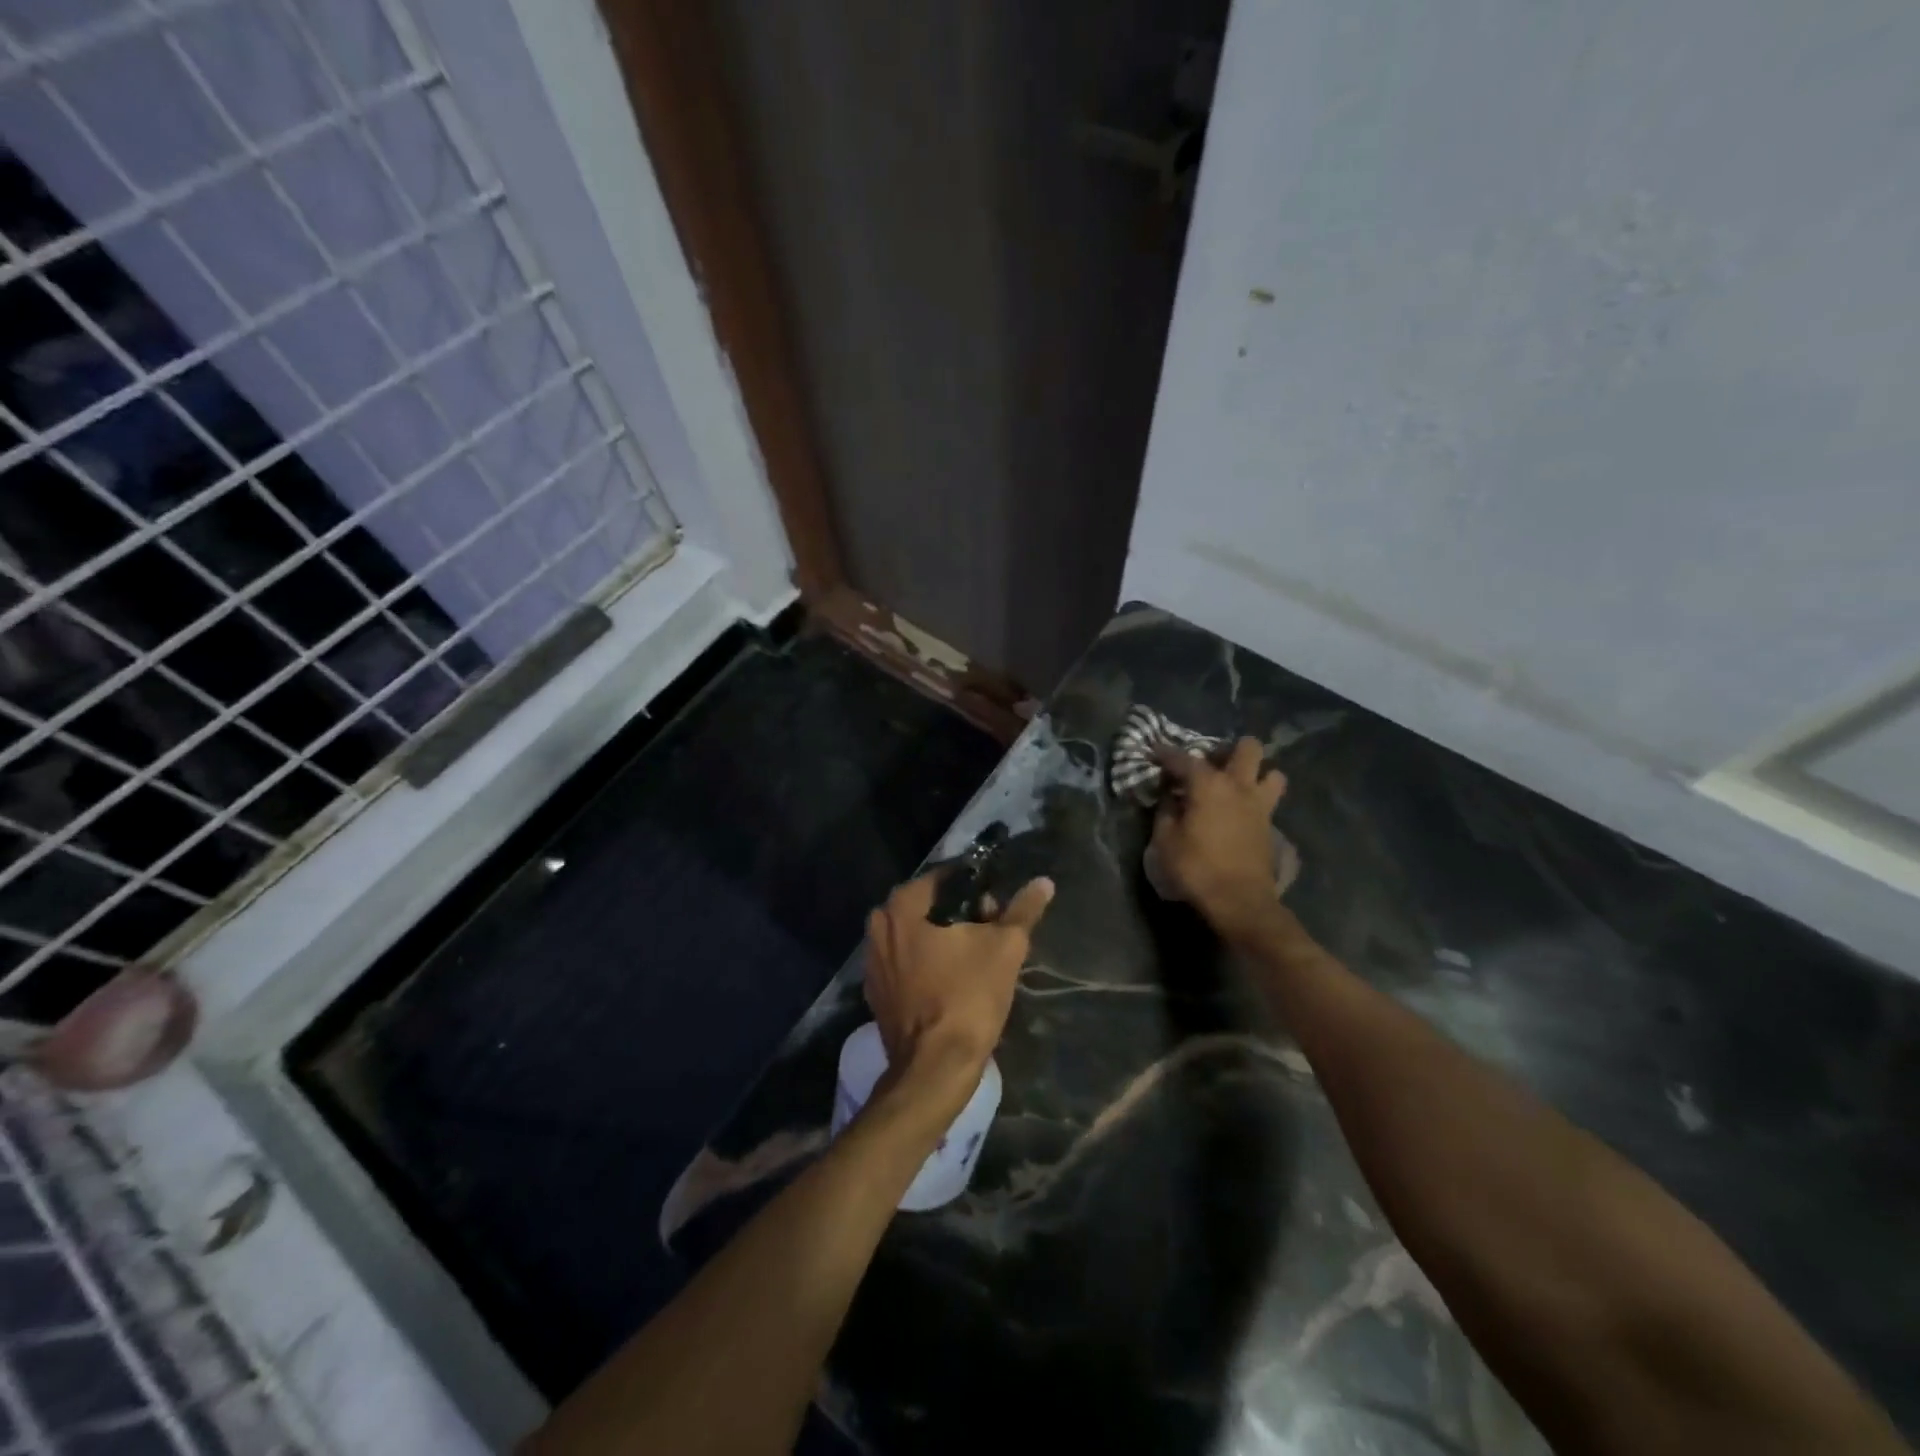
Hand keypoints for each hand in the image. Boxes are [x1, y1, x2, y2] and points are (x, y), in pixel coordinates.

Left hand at [863, 871, 1054, 1097]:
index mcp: (901, 907)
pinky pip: (906, 965)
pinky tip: (954, 980)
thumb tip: (1043, 882)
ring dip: (944, 939)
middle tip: (991, 928)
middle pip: (927, 908)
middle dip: (959, 913)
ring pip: (915, 936)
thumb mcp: (1005, 947)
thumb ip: (1023, 910)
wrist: (935, 1067)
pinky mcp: (877, 994)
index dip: (973, 886)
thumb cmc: (968, 996)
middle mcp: (878, 928)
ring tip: (977, 955)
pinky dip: (928, 965)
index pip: (942, 879)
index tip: (996, 901)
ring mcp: (873, 964)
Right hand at [1152, 737, 1286, 932]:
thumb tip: (1169, 795)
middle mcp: (1239, 786)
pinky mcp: (1270, 825)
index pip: (1184, 758)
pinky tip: (1240, 812)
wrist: (1239, 900)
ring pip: (1272, 772)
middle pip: (1247, 748)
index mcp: (1208, 785)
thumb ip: (1165, 811)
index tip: (1154, 751)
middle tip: (1210, 764)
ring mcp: (1260, 805)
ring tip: (1236, 785)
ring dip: (1256, 773)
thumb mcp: (1165, 840)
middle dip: (1229, 749)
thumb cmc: (1196, 867)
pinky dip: (1257, 799)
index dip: (1166, 753)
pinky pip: (1270, 800)